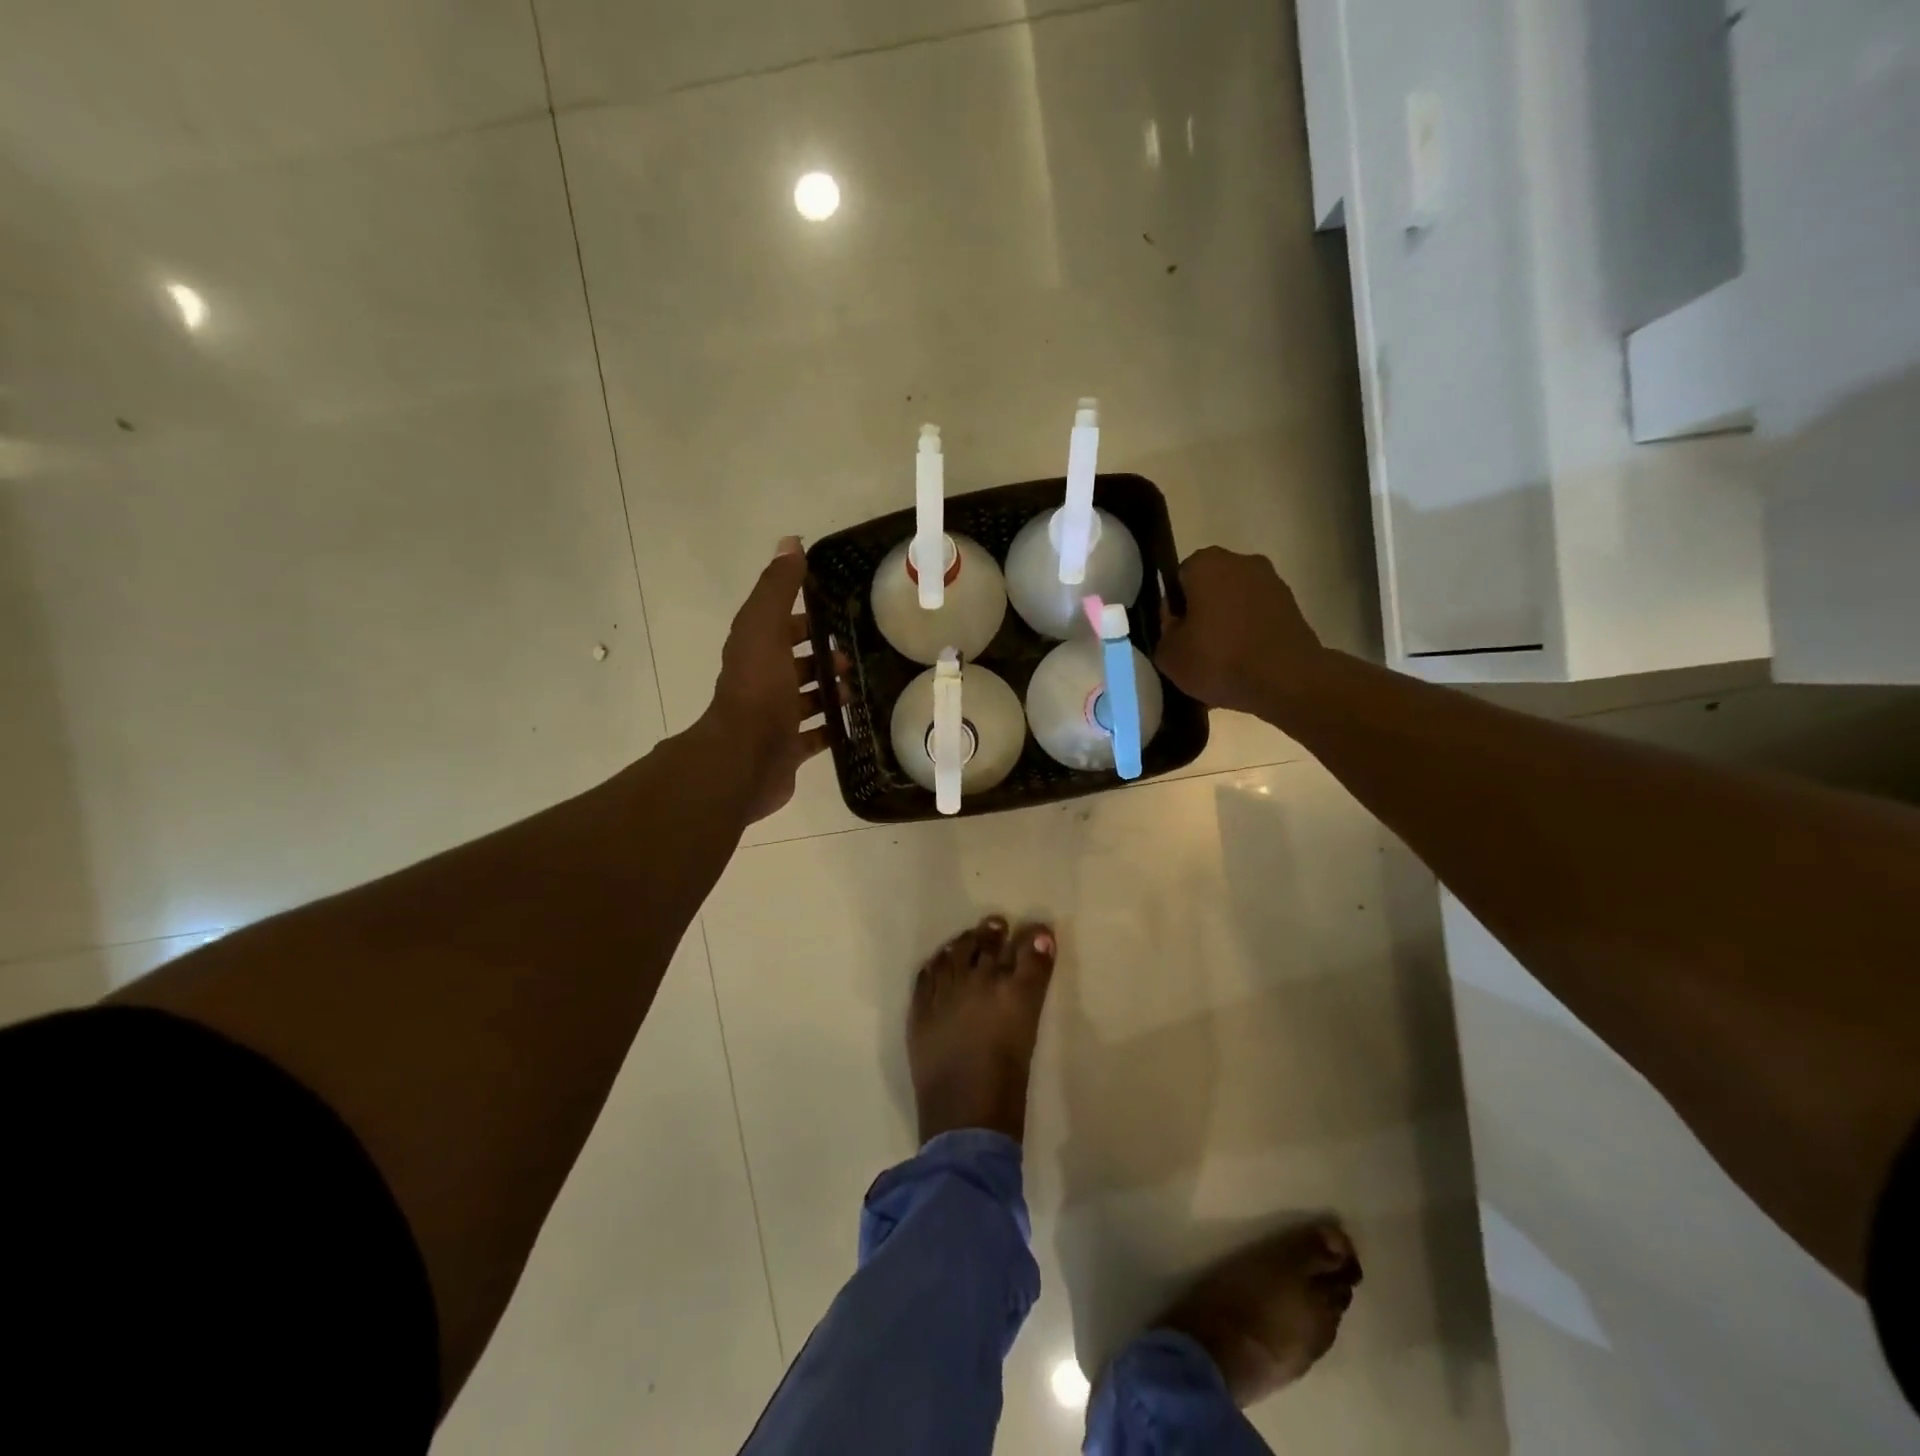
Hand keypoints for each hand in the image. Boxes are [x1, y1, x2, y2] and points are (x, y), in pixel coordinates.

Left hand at [703, 537, 839, 821]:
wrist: (745, 760)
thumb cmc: (758, 691)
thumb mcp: (766, 628)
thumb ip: (778, 588)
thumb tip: (790, 542)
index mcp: (755, 650)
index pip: (780, 624)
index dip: (805, 616)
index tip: (838, 610)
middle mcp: (762, 682)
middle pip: (796, 662)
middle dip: (824, 655)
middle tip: (857, 654)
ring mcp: (774, 719)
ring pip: (807, 699)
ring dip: (831, 691)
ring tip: (861, 687)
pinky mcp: (787, 750)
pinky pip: (815, 736)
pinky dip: (833, 729)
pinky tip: (857, 723)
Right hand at [1155, 546, 1326, 714]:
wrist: (1286, 681)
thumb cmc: (1218, 660)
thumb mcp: (1168, 654)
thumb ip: (1164, 630)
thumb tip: (1176, 622)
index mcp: (1205, 564)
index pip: (1179, 578)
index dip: (1175, 607)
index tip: (1176, 633)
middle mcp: (1241, 561)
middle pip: (1211, 586)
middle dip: (1203, 611)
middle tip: (1196, 646)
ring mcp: (1272, 581)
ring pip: (1237, 601)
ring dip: (1228, 622)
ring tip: (1223, 659)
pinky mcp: (1293, 605)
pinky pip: (1259, 617)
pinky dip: (1251, 633)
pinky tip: (1245, 662)